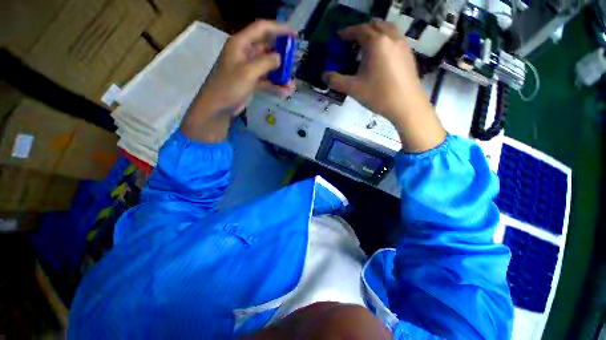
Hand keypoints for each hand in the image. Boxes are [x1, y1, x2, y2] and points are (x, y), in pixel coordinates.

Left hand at [182, 20, 294, 141]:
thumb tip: (279, 58)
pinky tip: (285, 92)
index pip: (261, 29)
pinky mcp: (251, 82)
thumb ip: (265, 62)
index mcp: (240, 44)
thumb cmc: (229, 87)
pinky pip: (266, 81)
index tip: (294, 35)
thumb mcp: (247, 72)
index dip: (279, 29)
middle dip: (282, 55)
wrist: (217, 108)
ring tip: (292, 82)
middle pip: (267, 48)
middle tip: (294, 62)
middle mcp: (245, 53)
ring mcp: (248, 69)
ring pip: (268, 67)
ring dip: (280, 74)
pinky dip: (275, 86)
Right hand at [324, 20, 444, 152]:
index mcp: (376, 43)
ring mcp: (402, 44)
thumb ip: (336, 81)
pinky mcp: (409, 53)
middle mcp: (391, 37)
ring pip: (387, 28)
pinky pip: (395, 38)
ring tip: (367, 47)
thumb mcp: (353, 89)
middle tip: (352, 43)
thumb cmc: (378, 95)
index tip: (339, 38)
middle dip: (361, 30)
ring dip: (375, 32)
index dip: (347, 32)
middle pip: (374, 25)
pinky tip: (381, 55)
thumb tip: (324, 75)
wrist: (406, 105)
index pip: (359, 30)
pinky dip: (385, 39)